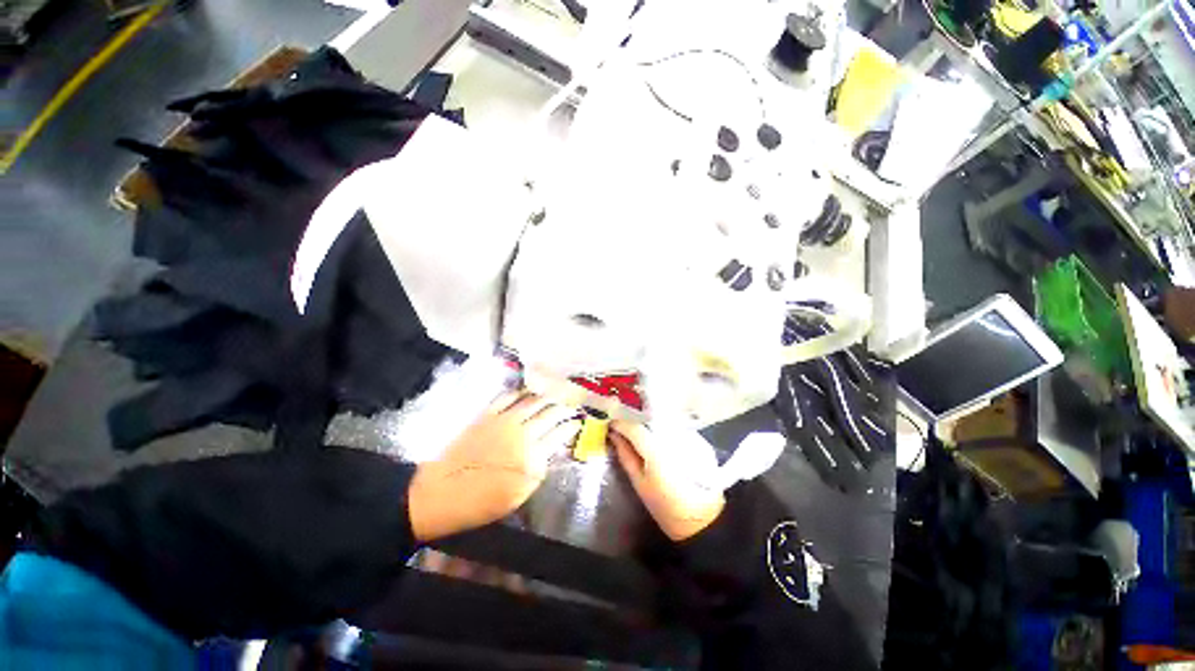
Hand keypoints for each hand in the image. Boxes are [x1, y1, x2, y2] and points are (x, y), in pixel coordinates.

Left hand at [408, 392, 579, 541]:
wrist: (442, 494)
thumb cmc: (482, 502)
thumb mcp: (519, 494)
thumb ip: (539, 470)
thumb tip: (549, 450)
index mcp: (533, 456)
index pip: (560, 433)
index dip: (571, 426)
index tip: (578, 421)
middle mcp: (522, 433)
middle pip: (549, 414)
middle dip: (564, 407)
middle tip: (572, 403)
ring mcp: (503, 421)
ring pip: (532, 401)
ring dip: (546, 396)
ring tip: (555, 393)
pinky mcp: (486, 415)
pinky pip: (507, 398)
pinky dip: (519, 393)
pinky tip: (526, 392)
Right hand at [610, 421, 725, 541]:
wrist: (701, 518)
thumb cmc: (666, 505)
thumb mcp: (639, 483)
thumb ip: (626, 456)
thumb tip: (614, 436)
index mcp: (656, 450)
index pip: (635, 428)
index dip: (621, 424)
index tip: (611, 425)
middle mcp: (671, 438)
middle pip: (648, 420)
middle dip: (633, 421)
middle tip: (621, 427)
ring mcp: (685, 437)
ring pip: (660, 421)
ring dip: (647, 423)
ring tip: (636, 431)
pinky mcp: (695, 439)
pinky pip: (671, 427)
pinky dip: (660, 428)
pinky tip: (654, 436)